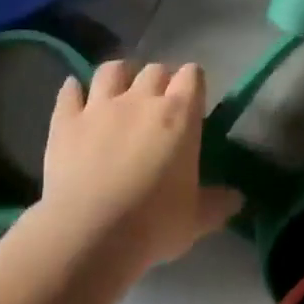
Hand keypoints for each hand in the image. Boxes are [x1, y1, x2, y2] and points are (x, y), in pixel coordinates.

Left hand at [37, 60, 243, 272]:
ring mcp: (99, 105)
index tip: (193, 100)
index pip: (192, 75)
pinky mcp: (66, 120)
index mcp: (178, 115)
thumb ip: (218, 203)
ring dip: (119, 76)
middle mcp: (140, 99)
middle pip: (155, 69)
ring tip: (120, 90)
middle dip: (160, 80)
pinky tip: (75, 96)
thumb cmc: (152, 225)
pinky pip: (69, 91)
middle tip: (159, 103)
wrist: (88, 234)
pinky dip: (74, 91)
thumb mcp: (195, 220)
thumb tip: (237, 197)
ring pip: (112, 70)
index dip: (193, 83)